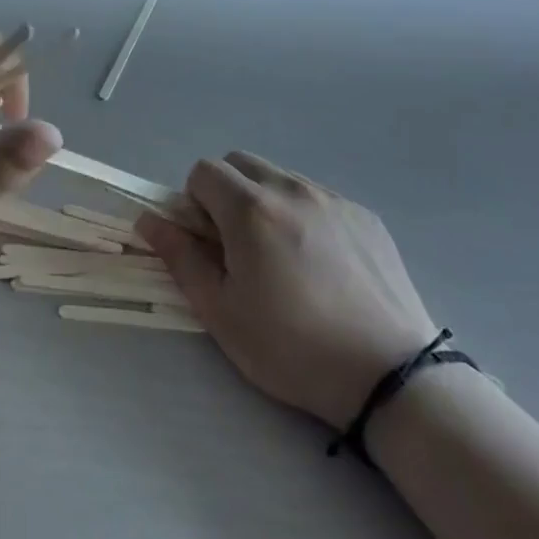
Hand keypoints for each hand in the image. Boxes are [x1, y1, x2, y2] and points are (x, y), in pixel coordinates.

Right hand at [138, 154, 439, 429]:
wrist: (390, 376)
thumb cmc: (292, 348)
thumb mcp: (221, 312)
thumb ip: (181, 257)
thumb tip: (149, 219)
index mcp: (251, 209)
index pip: (203, 171)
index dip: (194, 203)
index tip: (208, 244)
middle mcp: (292, 189)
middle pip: (240, 162)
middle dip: (225, 192)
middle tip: (237, 246)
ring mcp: (334, 199)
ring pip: (280, 177)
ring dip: (265, 202)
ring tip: (282, 258)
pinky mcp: (365, 216)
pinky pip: (318, 197)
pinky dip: (303, 215)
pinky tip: (320, 265)